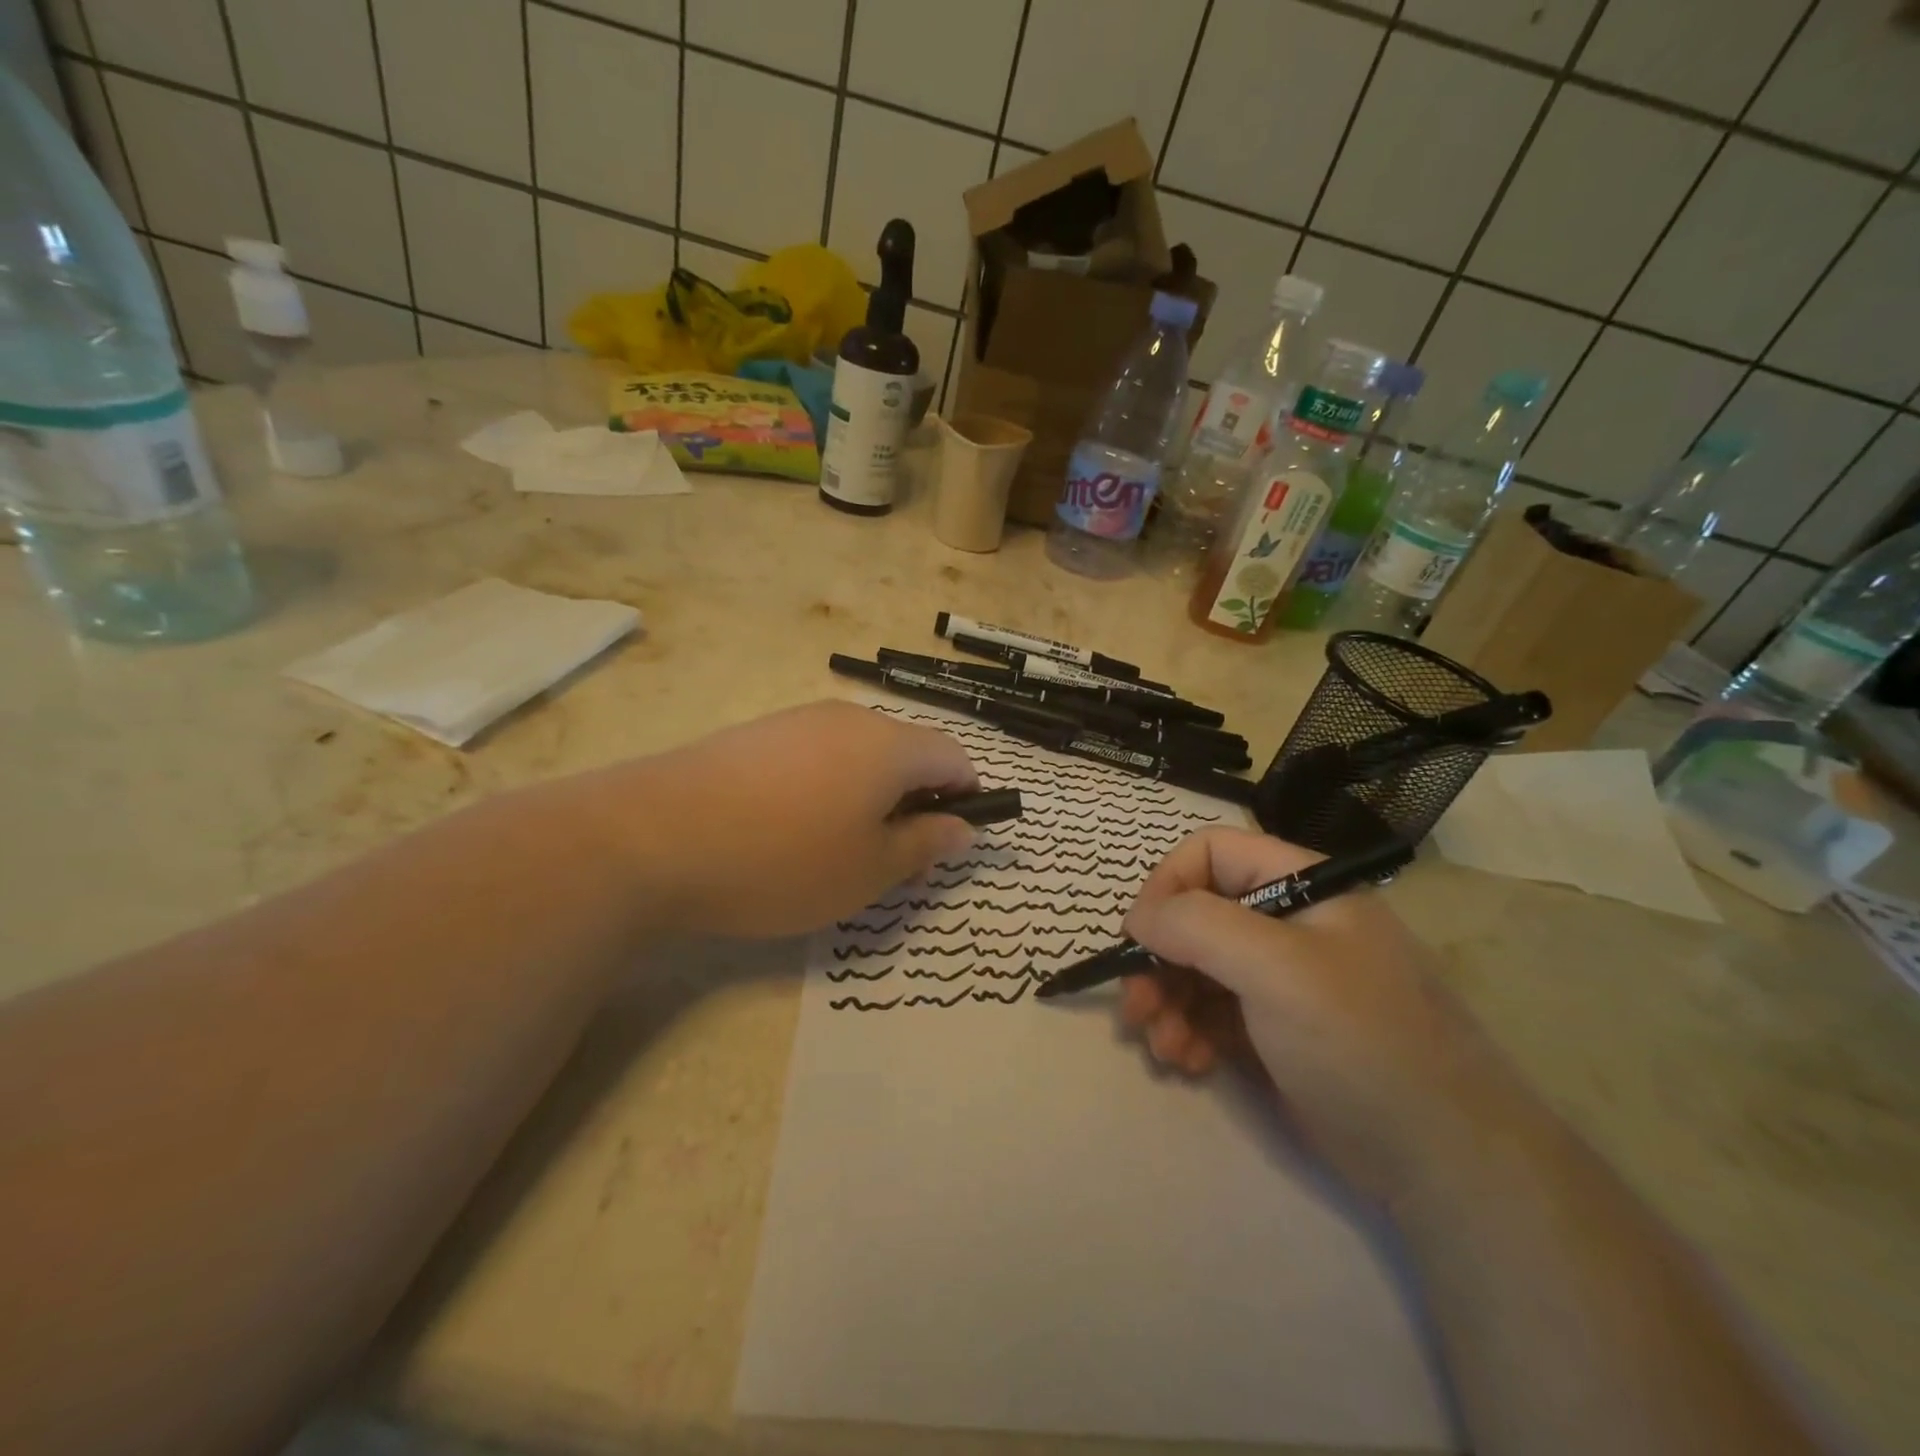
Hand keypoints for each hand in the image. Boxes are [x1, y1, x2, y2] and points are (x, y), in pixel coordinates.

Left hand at [576, 701, 977, 937]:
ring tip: (837, 851)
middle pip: (907, 753)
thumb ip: (925, 846)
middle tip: (892, 861)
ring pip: (859, 756)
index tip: (949, 842)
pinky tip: (789, 830)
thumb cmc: (782, 860)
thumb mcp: (869, 870)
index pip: (955, 758)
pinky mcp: (757, 734)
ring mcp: (798, 721)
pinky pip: (816, 756)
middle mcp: (849, 719)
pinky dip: (827, 789)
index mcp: (890, 746)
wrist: (651, 836)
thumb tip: (964, 827)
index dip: (967, 798)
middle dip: (915, 803)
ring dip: (869, 797)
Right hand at [1119, 828, 1498, 1204]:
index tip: (1139, 938)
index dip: (1167, 886)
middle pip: (1195, 915)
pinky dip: (1188, 1031)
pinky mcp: (1275, 1030)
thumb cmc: (1361, 1042)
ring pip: (1195, 968)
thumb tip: (1139, 918)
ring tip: (1162, 1046)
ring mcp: (1281, 979)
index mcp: (1300, 886)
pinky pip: (1211, 1012)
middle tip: (1135, 1008)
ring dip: (1166, 1002)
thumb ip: (1198, 926)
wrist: (1443, 1162)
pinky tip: (1188, 1062)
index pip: (1211, 853)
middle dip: (1158, 960)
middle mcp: (1287, 923)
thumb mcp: (1277, 969)